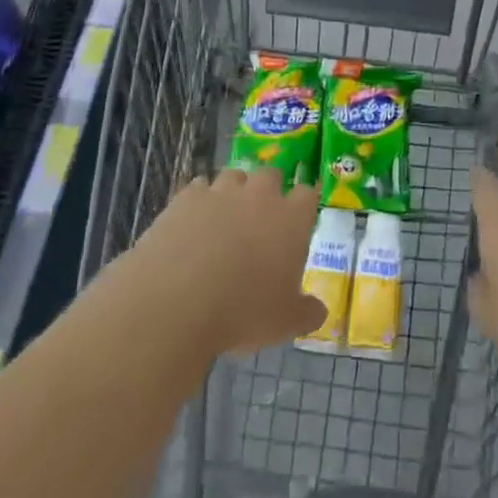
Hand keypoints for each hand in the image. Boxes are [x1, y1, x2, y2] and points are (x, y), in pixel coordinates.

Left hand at [133, 166, 324, 355]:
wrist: (178, 299)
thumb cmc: (243, 310)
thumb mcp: (285, 322)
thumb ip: (306, 313)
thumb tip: (319, 311)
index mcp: (291, 218)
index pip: (307, 194)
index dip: (303, 205)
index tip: (298, 221)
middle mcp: (259, 194)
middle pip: (271, 175)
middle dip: (268, 191)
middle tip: (260, 220)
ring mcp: (221, 191)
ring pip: (233, 176)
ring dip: (233, 193)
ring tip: (224, 220)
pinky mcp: (187, 197)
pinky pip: (199, 188)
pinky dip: (199, 201)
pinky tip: (193, 224)